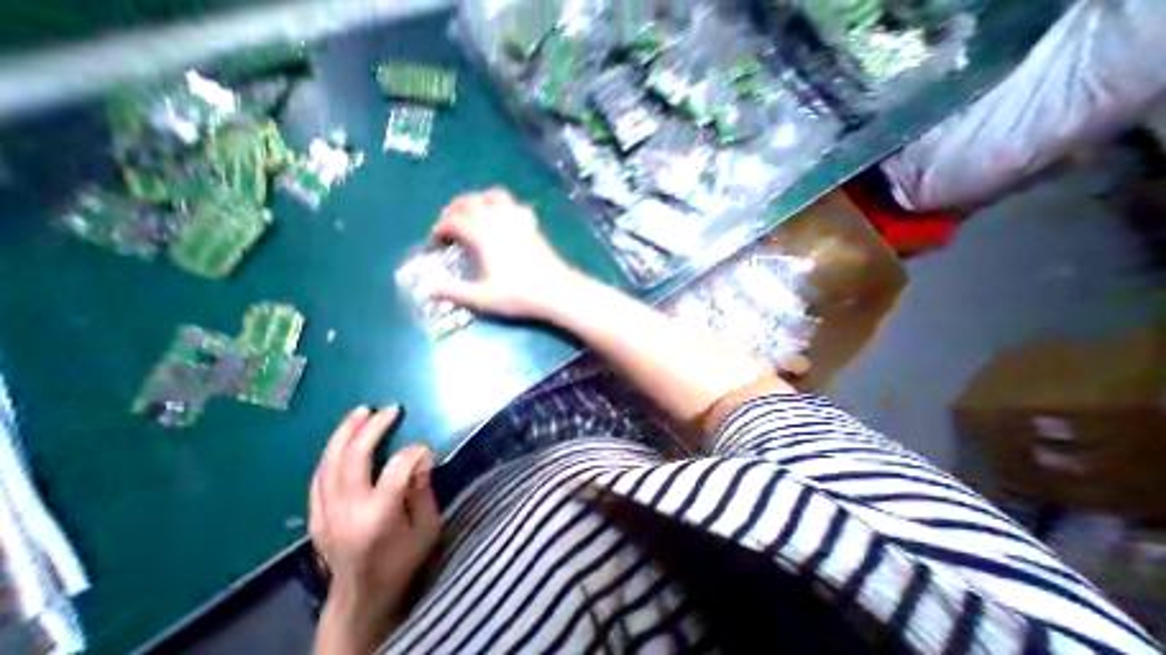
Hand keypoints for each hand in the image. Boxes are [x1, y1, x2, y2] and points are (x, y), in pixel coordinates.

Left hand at [310, 407, 441, 650]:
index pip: (397, 469)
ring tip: (361, 412)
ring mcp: (325, 515)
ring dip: (345, 434)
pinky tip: (343, 439)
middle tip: (389, 409)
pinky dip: (332, 453)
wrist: (361, 599)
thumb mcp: (428, 527)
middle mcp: (346, 513)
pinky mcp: (316, 517)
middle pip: (353, 460)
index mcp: (378, 518)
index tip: (427, 449)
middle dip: (371, 429)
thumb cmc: (403, 562)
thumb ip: (423, 489)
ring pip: (329, 464)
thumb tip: (422, 455)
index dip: (415, 451)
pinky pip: (319, 477)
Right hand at [428, 187, 576, 318]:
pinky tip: (504, 217)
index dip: (441, 227)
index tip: (436, 240)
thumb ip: (454, 293)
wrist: (557, 291)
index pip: (455, 221)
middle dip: (455, 208)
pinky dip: (505, 205)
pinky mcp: (533, 226)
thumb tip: (427, 291)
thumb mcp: (483, 298)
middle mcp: (499, 221)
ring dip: (480, 199)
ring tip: (474, 212)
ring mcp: (518, 221)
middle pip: (471, 202)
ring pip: (495, 196)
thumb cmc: (519, 295)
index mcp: (483, 236)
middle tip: (448, 222)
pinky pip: (517, 205)